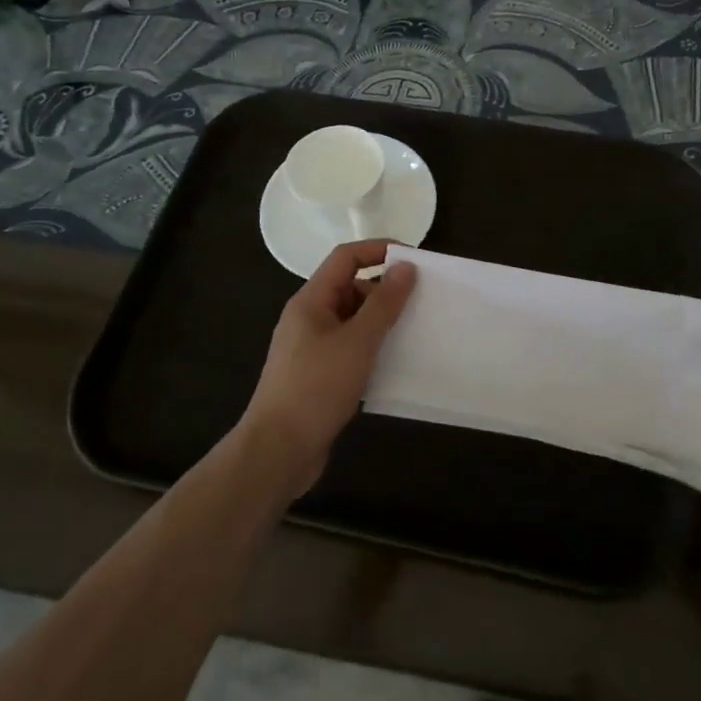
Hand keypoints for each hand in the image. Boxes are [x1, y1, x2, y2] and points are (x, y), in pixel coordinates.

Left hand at [237, 240, 417, 496]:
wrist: (278, 451)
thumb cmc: (316, 388)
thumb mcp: (357, 342)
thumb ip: (384, 304)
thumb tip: (405, 267)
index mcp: (311, 301)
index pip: (346, 257)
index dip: (379, 250)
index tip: (415, 259)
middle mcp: (309, 318)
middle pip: (350, 287)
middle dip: (385, 290)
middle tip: (422, 301)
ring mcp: (312, 348)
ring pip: (353, 321)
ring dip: (382, 322)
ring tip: (416, 331)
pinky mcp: (318, 375)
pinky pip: (351, 348)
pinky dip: (373, 348)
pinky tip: (396, 363)